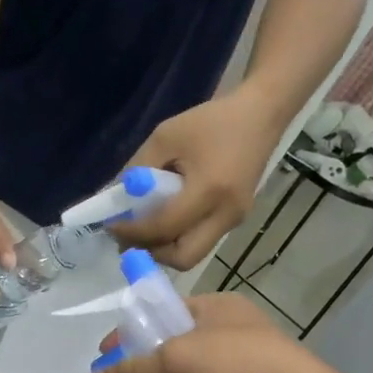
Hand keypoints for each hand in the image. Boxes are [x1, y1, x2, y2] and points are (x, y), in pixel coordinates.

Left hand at [113, 89, 284, 269]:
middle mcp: (226, 214)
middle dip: (152, 253)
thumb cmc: (211, 121)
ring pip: (193, 254)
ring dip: (165, 248)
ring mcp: (235, 220)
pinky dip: (179, 238)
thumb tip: (115, 198)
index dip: (133, 232)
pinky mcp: (237, 219)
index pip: (164, 227)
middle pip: (184, 257)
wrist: (261, 115)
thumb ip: (137, 168)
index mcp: (209, 191)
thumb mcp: (165, 137)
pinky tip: (164, 220)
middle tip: (130, 237)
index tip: (111, 225)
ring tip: (143, 230)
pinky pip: (202, 240)